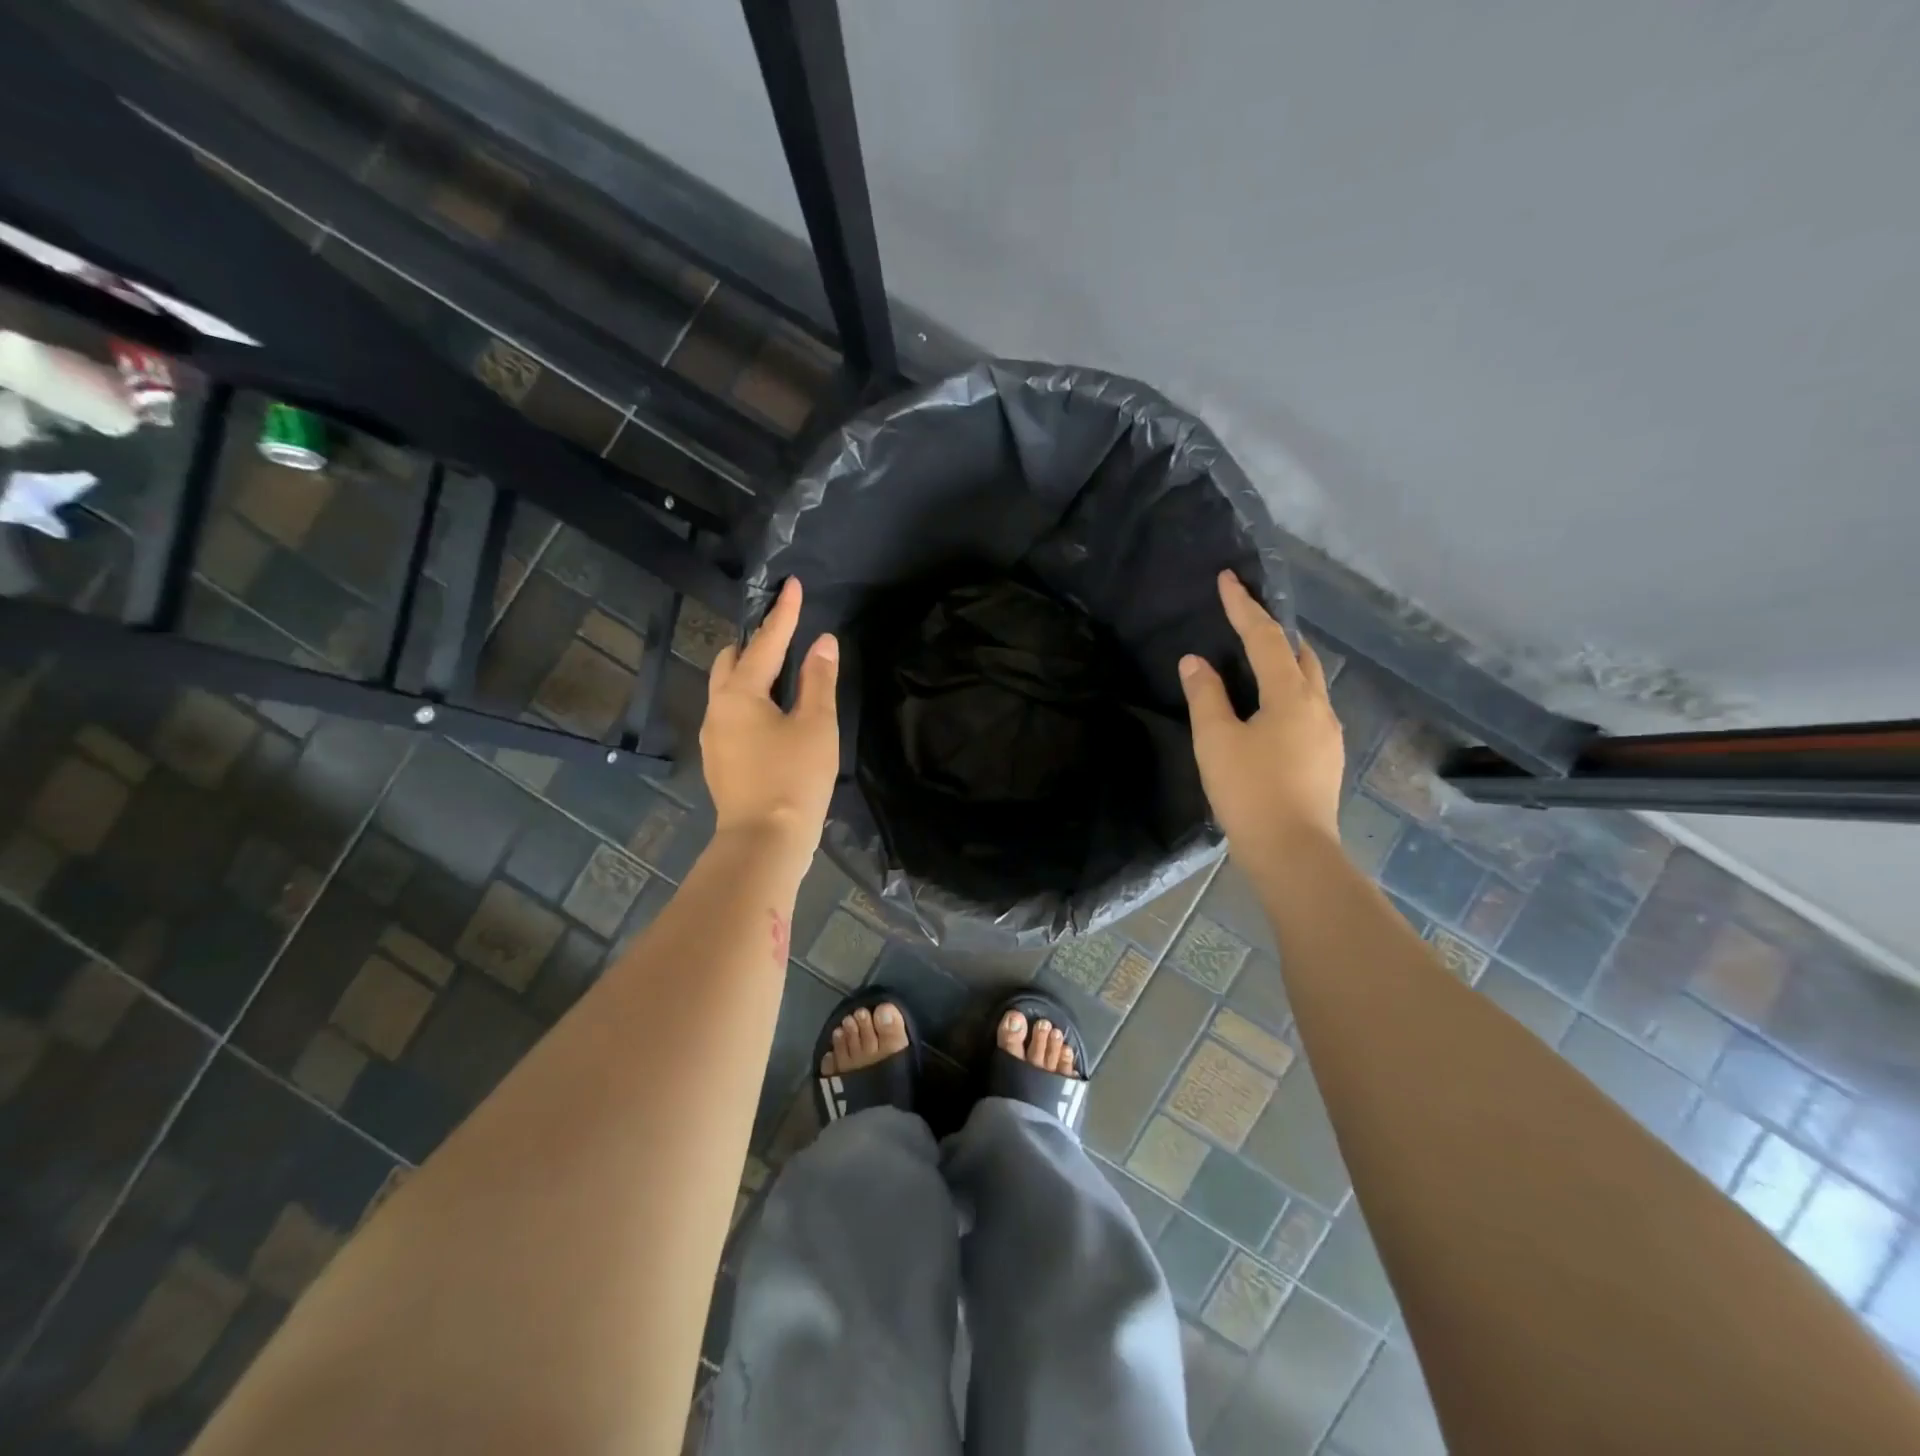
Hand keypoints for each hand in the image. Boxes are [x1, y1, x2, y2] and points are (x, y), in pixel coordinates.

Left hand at [701, 577, 838, 855]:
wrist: (765, 842)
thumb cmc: (794, 778)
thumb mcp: (816, 725)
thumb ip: (819, 680)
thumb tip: (823, 642)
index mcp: (739, 694)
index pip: (765, 642)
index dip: (783, 613)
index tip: (792, 585)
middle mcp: (717, 709)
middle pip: (731, 661)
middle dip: (756, 642)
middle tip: (785, 634)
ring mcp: (714, 737)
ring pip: (728, 690)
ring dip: (752, 673)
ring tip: (782, 674)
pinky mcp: (721, 761)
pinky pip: (733, 714)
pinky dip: (752, 701)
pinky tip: (774, 715)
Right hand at [1179, 570, 1344, 864]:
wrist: (1293, 852)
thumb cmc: (1249, 791)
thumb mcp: (1216, 741)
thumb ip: (1205, 696)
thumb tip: (1195, 661)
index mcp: (1291, 695)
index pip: (1265, 638)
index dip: (1244, 607)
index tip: (1228, 579)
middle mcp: (1318, 706)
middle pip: (1299, 655)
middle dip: (1273, 633)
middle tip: (1245, 622)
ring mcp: (1328, 733)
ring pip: (1308, 683)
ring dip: (1284, 664)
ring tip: (1256, 663)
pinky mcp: (1327, 757)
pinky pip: (1309, 708)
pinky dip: (1288, 693)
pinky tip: (1270, 711)